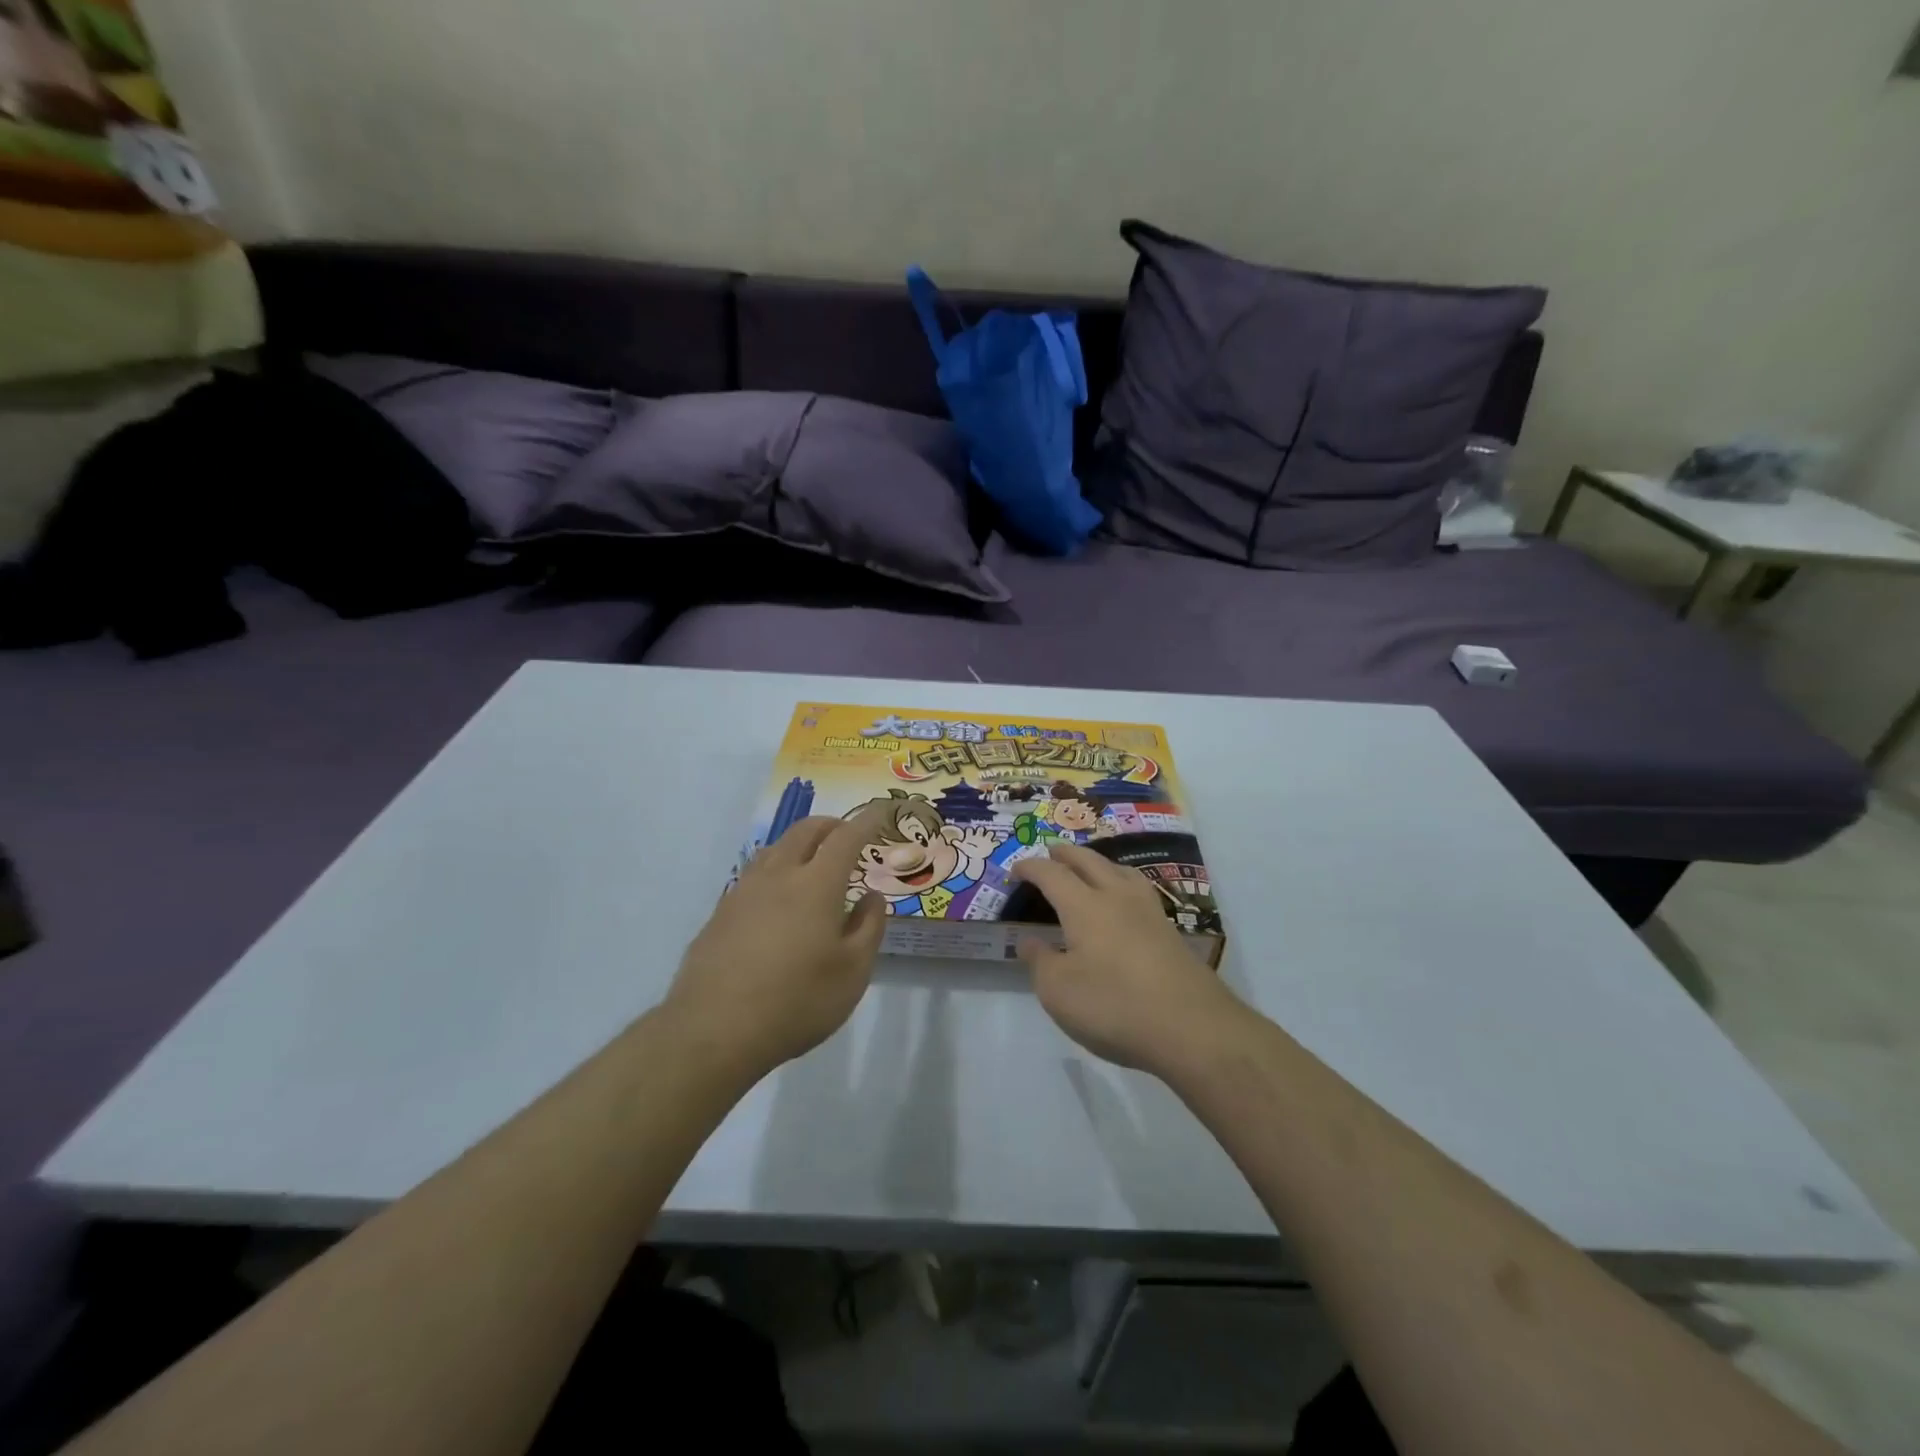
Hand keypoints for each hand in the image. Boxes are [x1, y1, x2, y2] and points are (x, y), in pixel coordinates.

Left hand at [666, 817, 885, 1079]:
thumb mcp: (853, 973)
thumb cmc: (797, 1001)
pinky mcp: (720, 914)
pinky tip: (776, 898)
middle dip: (829, 825)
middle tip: (846, 835)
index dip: (865, 821)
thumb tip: (871, 897)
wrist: (713, 1030)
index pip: (846, 838)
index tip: (879, 811)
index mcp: (817, 884)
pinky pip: (753, 875)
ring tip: (811, 861)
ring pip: (774, 848)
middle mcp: (778, 876)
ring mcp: (743, 892)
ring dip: (798, 843)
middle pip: (804, 831)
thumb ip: (868, 928)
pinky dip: (774, 870)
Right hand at [950, 824, 1001, 868]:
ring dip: (990, 834)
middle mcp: (978, 837)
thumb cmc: (967, 852)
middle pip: (980, 829)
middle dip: (981, 830)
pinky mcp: (991, 845)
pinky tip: (998, 842)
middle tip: (980, 832)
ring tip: (991, 834)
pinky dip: (997, 842)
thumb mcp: (961, 847)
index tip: (969, 831)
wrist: (975, 858)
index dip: (969, 830)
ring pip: (989, 833)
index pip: (969, 830)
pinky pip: (996, 843)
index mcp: (970, 837)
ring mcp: (986, 840)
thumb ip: (956, 844)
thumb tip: (951, 841)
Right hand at [1012, 842, 1244, 1074]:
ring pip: (1120, 870)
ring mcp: (1149, 912)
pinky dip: (1121, 883)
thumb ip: (1040, 961)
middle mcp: (1117, 897)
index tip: (1015, 870)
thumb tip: (1029, 941)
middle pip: (1089, 861)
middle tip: (1051, 852)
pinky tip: (1123, 902)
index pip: (1052, 874)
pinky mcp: (1170, 932)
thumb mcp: (1058, 991)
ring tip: (1090, 867)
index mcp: (1085, 906)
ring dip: (1099, 862)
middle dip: (1066, 854)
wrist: (1192, 1028)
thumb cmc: (1114, 1006)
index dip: (1031, 868)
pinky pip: (1138, 890)